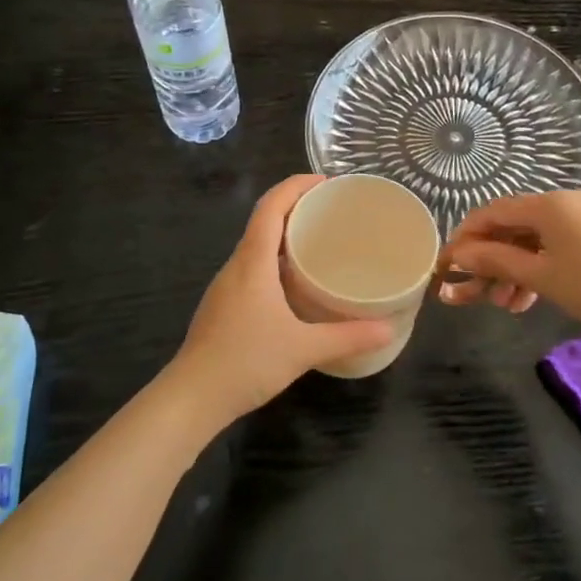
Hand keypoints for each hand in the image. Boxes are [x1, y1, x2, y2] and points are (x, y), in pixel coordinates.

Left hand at [168, 175, 394, 426]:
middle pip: (263, 220)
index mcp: (253, 261)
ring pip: (256, 246)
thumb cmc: (245, 362)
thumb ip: (348, 336)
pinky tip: (296, 284)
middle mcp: (237, 265)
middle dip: (296, 207)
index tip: (326, 181)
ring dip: (284, 235)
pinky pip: (252, 268)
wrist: (191, 398)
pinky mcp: (224, 306)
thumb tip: (389, 329)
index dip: (296, 185)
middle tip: (332, 212)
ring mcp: (226, 286)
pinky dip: (275, 261)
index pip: (271, 206)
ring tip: (320, 243)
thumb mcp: (303, 349)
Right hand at [438, 189, 580, 335]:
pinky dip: (537, 269)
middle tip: (470, 294)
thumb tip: (457, 255)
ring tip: (502, 304)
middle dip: (488, 261)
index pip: (491, 212)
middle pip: (511, 228)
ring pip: (533, 241)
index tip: (447, 265)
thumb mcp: (541, 276)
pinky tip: (527, 299)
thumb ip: (495, 262)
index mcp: (548, 204)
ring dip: (512, 270)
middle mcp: (564, 203)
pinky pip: (555, 247)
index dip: (464, 238)